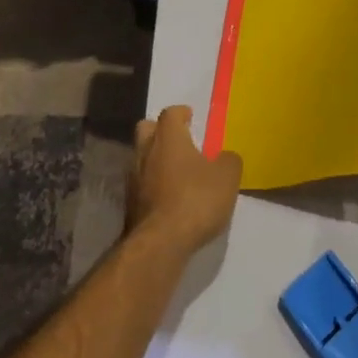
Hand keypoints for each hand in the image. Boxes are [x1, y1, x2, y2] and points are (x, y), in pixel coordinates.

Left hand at [128, 105, 242, 255]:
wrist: (160, 244)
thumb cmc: (195, 199)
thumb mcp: (227, 177)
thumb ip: (228, 161)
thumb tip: (224, 157)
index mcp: (168, 138)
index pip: (169, 113)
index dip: (181, 113)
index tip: (190, 117)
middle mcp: (145, 152)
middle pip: (146, 130)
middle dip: (160, 131)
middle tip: (179, 140)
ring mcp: (133, 179)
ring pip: (141, 158)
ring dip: (156, 161)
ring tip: (176, 173)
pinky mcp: (129, 205)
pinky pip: (141, 184)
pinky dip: (153, 185)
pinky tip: (169, 197)